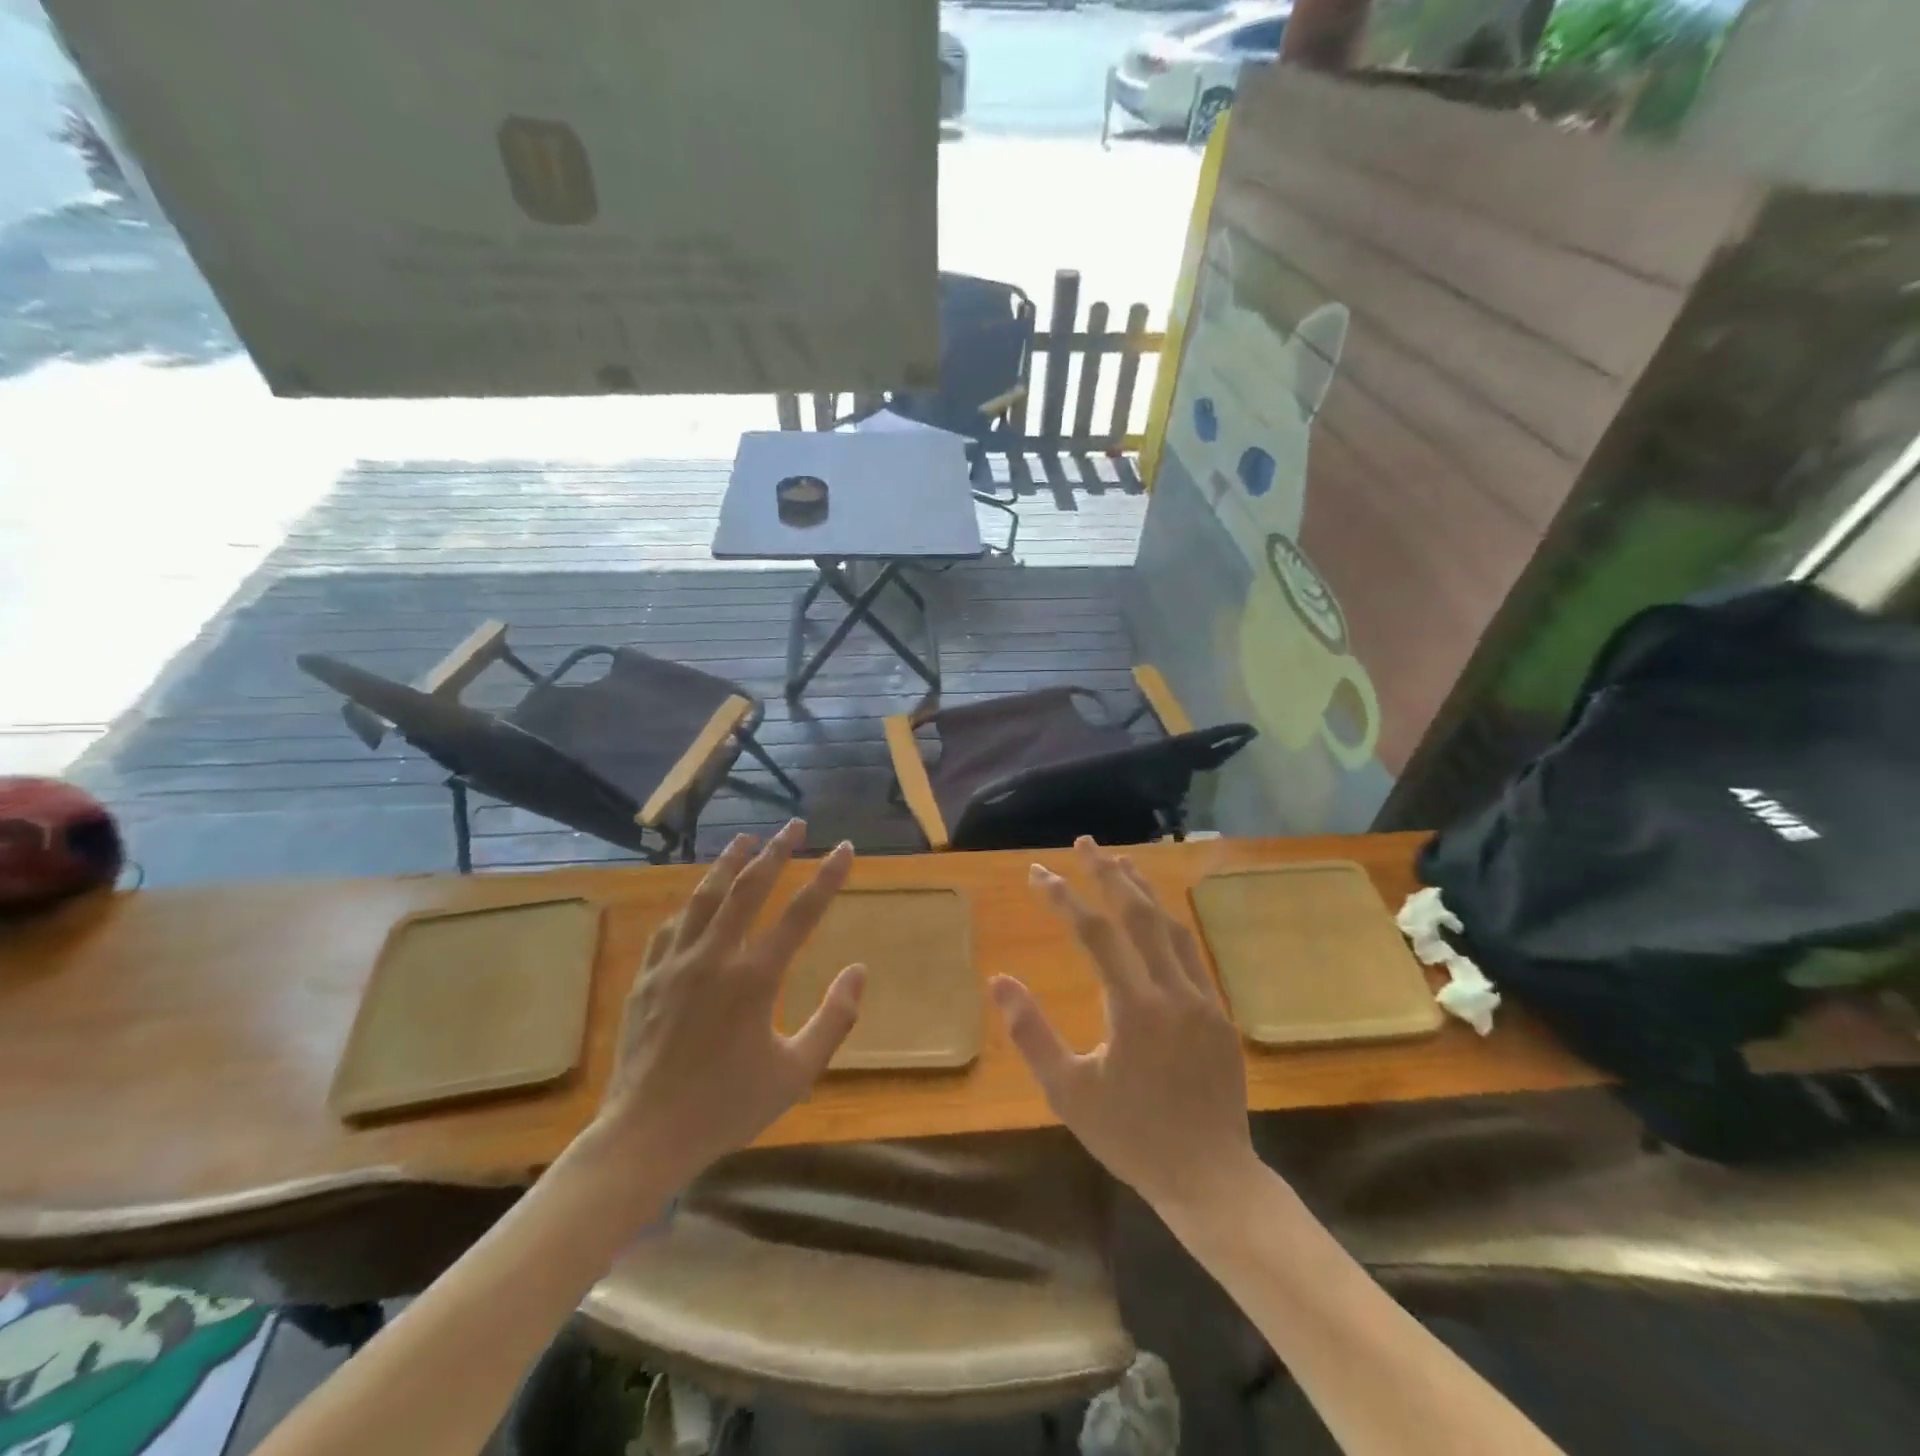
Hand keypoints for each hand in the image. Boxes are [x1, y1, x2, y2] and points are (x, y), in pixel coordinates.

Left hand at [590, 820, 865, 1193]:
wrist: (645, 1136)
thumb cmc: (727, 1106)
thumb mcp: (796, 1072)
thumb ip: (834, 1019)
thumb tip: (858, 970)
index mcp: (755, 978)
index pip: (801, 913)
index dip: (827, 877)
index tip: (844, 848)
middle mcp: (715, 957)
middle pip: (749, 889)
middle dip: (776, 852)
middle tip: (794, 825)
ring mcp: (675, 964)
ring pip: (705, 897)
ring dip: (728, 864)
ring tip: (745, 839)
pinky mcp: (647, 978)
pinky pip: (671, 928)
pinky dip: (690, 906)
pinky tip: (696, 900)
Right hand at [989, 838, 1258, 1219]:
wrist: (1210, 1178)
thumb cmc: (1130, 1137)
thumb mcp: (1068, 1092)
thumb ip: (1031, 1033)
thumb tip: (998, 981)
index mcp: (1135, 1008)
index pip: (1095, 933)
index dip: (1064, 898)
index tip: (1038, 873)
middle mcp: (1173, 991)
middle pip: (1139, 914)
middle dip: (1108, 873)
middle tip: (1084, 844)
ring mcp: (1203, 999)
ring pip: (1170, 927)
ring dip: (1142, 890)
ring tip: (1118, 863)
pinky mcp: (1219, 1013)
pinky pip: (1189, 952)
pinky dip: (1166, 923)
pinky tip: (1154, 917)